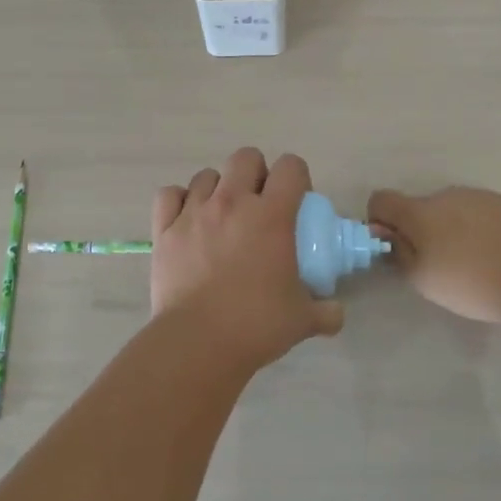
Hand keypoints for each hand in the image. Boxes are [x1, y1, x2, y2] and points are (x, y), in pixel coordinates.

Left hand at [152, 148, 344, 370]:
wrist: (198, 342)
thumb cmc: (256, 325)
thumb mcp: (303, 319)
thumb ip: (326, 312)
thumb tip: (336, 313)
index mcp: (271, 215)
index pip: (291, 167)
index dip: (297, 177)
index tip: (296, 201)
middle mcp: (232, 202)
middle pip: (246, 157)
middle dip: (256, 173)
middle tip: (259, 205)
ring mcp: (194, 212)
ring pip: (206, 176)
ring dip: (218, 189)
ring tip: (222, 217)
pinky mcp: (164, 229)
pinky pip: (169, 195)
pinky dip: (179, 201)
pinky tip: (187, 220)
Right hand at [367, 186, 500, 324]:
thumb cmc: (472, 280)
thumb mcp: (424, 280)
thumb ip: (400, 255)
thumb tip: (390, 238)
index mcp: (420, 212)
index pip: (381, 200)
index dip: (379, 222)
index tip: (394, 247)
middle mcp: (447, 195)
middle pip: (421, 208)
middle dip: (422, 231)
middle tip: (440, 266)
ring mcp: (481, 196)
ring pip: (454, 211)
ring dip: (454, 231)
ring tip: (475, 265)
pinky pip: (484, 215)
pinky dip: (483, 232)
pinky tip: (500, 258)